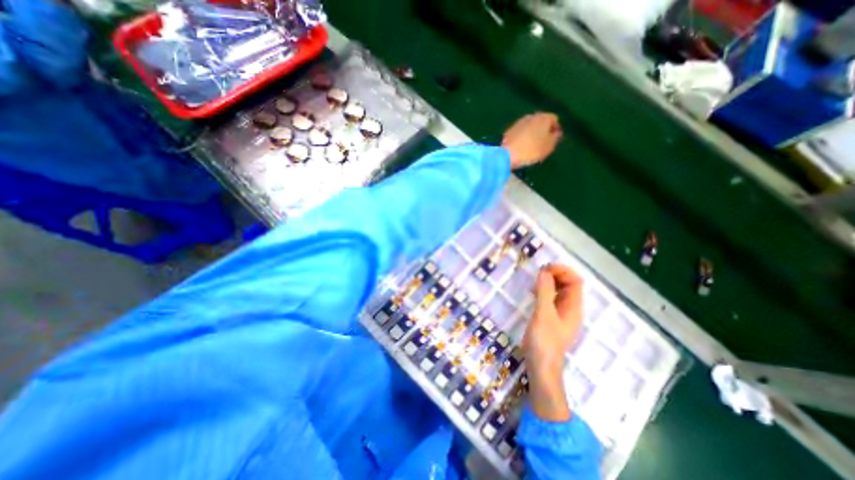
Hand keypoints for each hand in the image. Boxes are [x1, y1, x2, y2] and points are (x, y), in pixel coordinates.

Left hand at [499, 113, 565, 170]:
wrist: (507, 154)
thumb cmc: (531, 150)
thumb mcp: (549, 147)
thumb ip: (555, 138)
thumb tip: (556, 133)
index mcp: (544, 118)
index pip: (554, 120)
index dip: (555, 130)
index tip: (554, 140)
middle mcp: (531, 116)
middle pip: (541, 122)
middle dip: (543, 131)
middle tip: (543, 144)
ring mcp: (518, 122)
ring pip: (530, 127)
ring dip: (532, 134)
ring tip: (532, 147)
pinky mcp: (509, 130)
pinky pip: (520, 133)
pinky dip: (523, 138)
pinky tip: (522, 147)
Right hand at [526, 262, 584, 419]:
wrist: (542, 367)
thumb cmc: (544, 341)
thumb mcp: (543, 314)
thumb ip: (544, 292)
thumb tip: (544, 272)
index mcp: (574, 307)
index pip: (575, 280)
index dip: (562, 271)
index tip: (544, 269)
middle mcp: (571, 309)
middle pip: (569, 284)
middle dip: (555, 275)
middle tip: (537, 274)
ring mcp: (563, 314)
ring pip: (560, 291)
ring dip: (549, 283)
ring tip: (534, 283)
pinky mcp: (553, 318)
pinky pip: (552, 299)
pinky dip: (545, 291)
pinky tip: (533, 293)